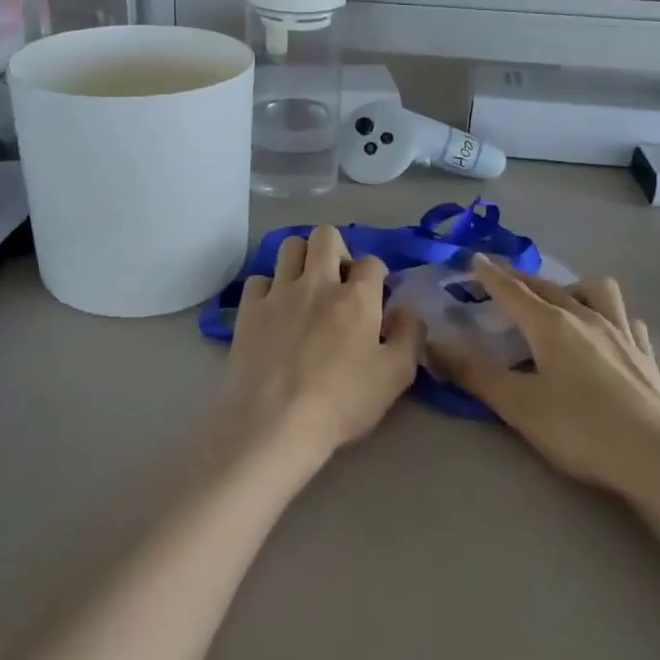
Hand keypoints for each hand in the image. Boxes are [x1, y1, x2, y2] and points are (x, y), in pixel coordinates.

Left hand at [225, 227, 422, 461]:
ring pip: (289, 246)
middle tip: (339, 282)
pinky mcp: (248, 309)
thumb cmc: (342, 402)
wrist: (275, 423)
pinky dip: (268, 289)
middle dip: (337, 250)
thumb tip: (407, 311)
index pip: (372, 262)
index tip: (374, 299)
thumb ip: (410, 336)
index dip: (376, 277)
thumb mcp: (397, 376)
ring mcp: (279, 293)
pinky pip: (258, 279)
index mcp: (357, 297)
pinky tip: (273, 311)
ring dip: (301, 259)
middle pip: (326, 236)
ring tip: (305, 287)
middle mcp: (317, 283)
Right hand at [432, 256, 659, 496]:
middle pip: (547, 286)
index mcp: (550, 326)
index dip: (490, 275)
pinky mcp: (645, 355)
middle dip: (520, 277)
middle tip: (501, 278)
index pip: (512, 291)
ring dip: (572, 287)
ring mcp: (620, 333)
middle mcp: (585, 318)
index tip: (474, 259)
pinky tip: (607, 331)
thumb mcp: (519, 406)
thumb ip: (474, 375)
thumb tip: (434, 347)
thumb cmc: (581, 429)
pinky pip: (626, 320)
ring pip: (596, 290)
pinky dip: (611, 316)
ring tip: (560, 301)